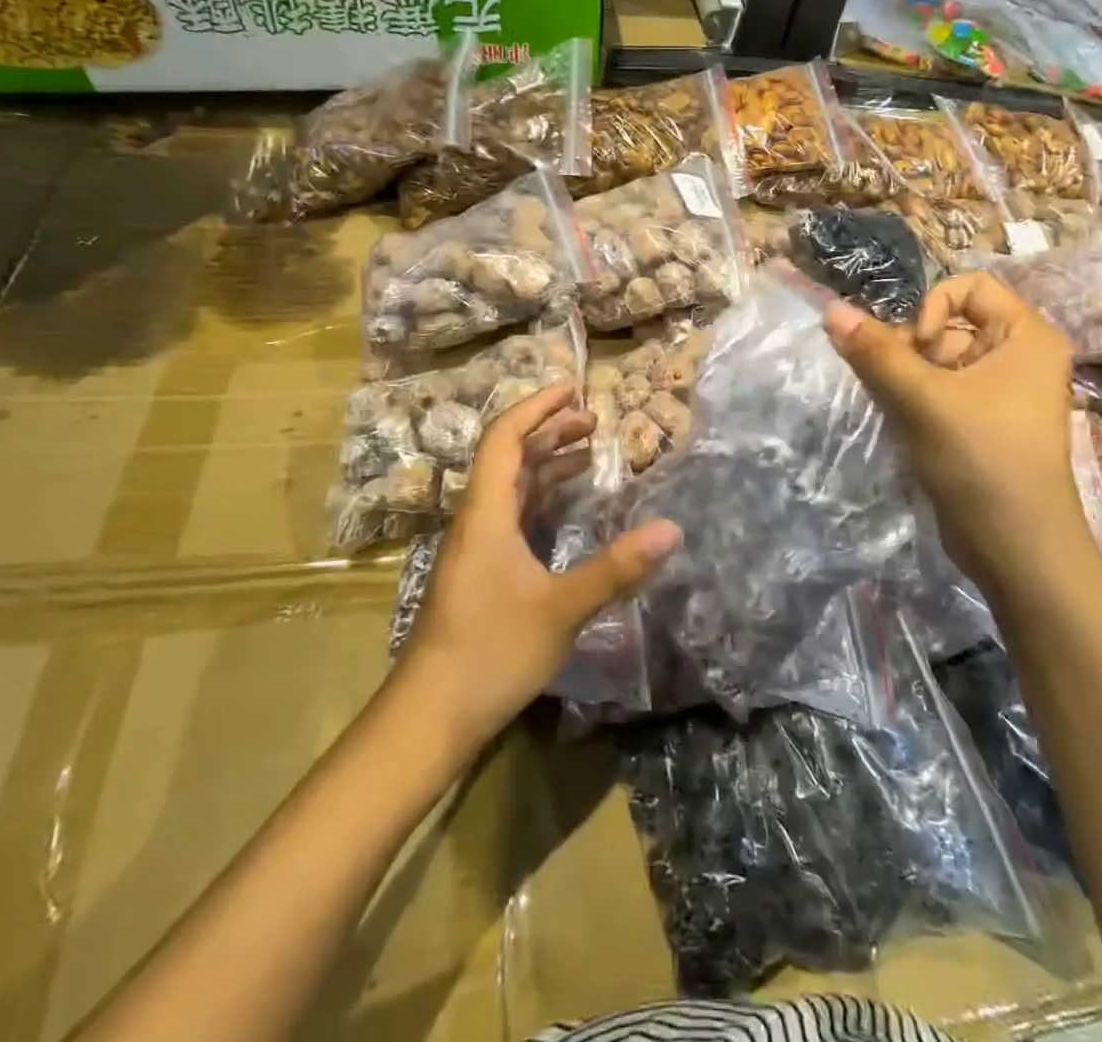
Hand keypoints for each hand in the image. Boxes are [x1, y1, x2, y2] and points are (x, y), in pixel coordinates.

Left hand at [396, 382, 680, 752]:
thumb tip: (671, 530)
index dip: (537, 406)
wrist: (431, 714)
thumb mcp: (561, 609)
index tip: (573, 387)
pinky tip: (567, 507)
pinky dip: (543, 497)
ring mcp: (477, 546)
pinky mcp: (482, 570)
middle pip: (509, 456)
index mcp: (487, 513)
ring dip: (546, 462)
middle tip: (593, 419)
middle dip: (549, 430)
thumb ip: (616, 568)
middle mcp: (478, 519)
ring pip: (511, 486)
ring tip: (588, 450)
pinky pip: (514, 514)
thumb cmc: (491, 652)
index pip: (505, 438)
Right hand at [825, 272, 1086, 571]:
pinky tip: (894, 418)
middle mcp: (1017, 357)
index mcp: (1026, 337)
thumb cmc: (982, 459)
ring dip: (903, 374)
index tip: (917, 348)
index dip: (933, 308)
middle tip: (888, 379)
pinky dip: (911, 397)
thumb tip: (831, 309)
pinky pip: (938, 391)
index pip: (970, 287)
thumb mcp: (924, 399)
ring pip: (936, 361)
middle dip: (909, 345)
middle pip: (948, 324)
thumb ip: (875, 352)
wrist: (1017, 549)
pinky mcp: (978, 424)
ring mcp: (998, 393)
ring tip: (888, 402)